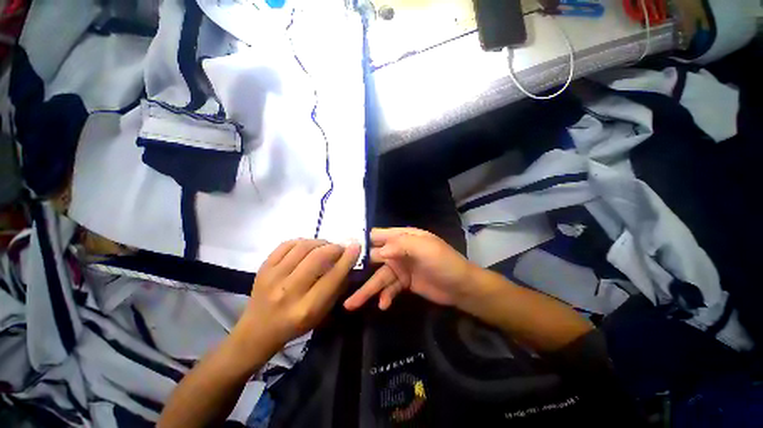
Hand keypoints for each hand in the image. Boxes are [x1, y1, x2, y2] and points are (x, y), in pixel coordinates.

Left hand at [232, 239, 360, 360]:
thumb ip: (336, 288)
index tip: (356, 247)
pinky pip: (286, 244)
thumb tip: (348, 262)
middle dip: (334, 248)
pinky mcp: (263, 268)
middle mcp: (288, 291)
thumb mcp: (322, 313)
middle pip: (317, 257)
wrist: (258, 330)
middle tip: (340, 248)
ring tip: (325, 246)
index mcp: (306, 308)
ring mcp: (272, 277)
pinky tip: (308, 246)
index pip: (333, 277)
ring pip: (302, 247)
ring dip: (320, 242)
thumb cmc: (295, 325)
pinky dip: (302, 241)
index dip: (347, 259)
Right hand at [344, 228, 475, 310]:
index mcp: (403, 237)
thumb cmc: (444, 263)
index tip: (342, 249)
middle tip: (337, 277)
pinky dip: (385, 296)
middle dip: (358, 267)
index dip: (362, 240)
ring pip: (380, 277)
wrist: (462, 287)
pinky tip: (382, 305)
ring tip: (350, 304)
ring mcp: (401, 268)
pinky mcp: (404, 283)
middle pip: (374, 257)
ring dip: (367, 290)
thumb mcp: (425, 248)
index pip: (378, 235)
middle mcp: (399, 251)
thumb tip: (378, 251)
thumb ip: (401, 245)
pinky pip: (390, 289)